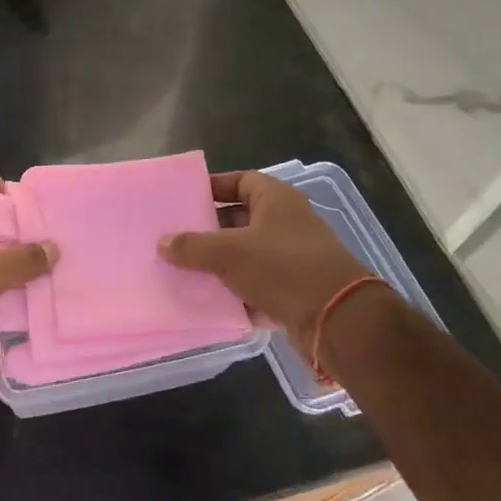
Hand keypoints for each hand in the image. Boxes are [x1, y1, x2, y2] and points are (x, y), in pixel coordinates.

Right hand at [159, 171, 369, 350]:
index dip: (213, 187)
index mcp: (276, 200)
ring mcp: (292, 258)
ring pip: (246, 255)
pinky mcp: (294, 291)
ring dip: (219, 264)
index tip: (185, 199)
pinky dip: (235, 292)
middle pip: (240, 219)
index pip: (241, 181)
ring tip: (182, 270)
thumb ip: (192, 246)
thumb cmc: (282, 268)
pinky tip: (207, 301)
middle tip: (175, 238)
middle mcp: (286, 223)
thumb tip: (163, 242)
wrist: (337, 319)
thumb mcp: (228, 252)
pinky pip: (256, 285)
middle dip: (209, 230)